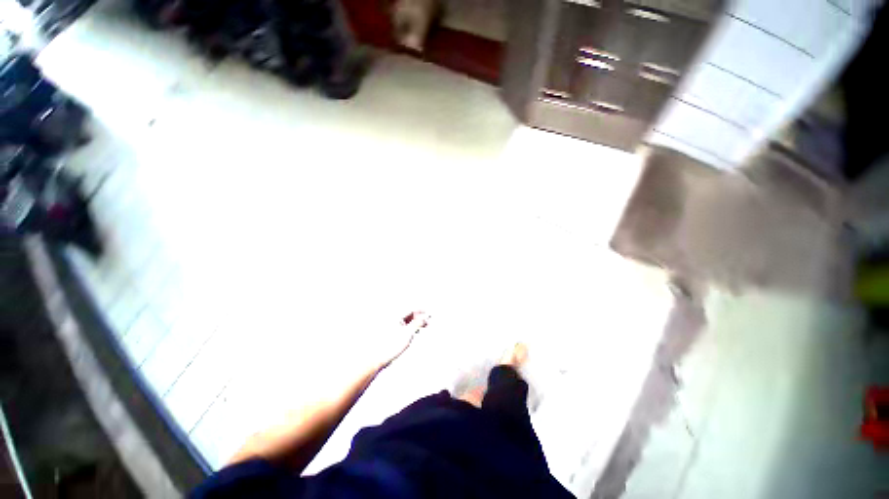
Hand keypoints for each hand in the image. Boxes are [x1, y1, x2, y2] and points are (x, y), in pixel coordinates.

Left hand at [375, 311, 429, 369]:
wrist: (377, 357)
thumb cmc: (391, 345)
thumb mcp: (408, 333)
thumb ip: (418, 323)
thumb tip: (426, 316)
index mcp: (396, 315)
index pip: (411, 309)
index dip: (421, 310)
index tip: (429, 313)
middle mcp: (393, 318)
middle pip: (409, 314)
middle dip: (419, 317)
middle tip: (428, 322)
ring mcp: (391, 325)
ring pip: (407, 320)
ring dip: (415, 322)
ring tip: (423, 327)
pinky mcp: (391, 332)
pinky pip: (403, 326)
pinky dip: (410, 327)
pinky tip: (415, 332)